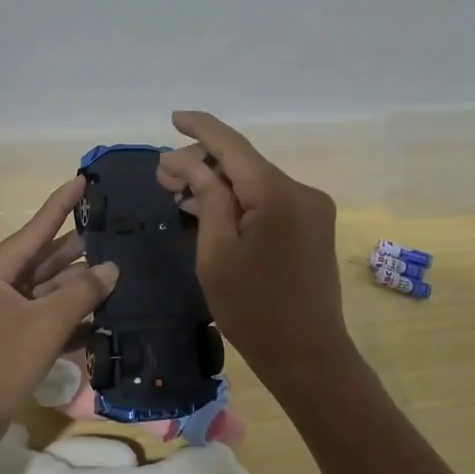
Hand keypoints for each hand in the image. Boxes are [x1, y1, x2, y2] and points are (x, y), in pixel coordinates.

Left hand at [0, 176, 117, 460]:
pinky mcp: (9, 339)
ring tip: (118, 270)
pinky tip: (101, 314)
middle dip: (79, 249)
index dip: (61, 203)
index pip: (37, 227)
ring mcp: (2, 313)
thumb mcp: (44, 325)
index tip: (84, 180)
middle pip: (44, 258)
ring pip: (47, 289)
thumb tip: (111, 268)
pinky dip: (68, 315)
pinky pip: (44, 316)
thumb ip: (81, 294)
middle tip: (115, 231)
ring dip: (78, 285)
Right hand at [155, 111, 353, 386]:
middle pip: (243, 163)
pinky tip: (209, 209)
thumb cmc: (254, 309)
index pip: (232, 146)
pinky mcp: (313, 228)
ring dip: (218, 184)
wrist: (309, 356)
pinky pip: (269, 202)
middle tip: (161, 178)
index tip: (174, 117)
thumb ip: (207, 198)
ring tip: (178, 193)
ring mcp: (311, 210)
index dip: (201, 128)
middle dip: (201, 164)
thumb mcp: (217, 253)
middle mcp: (301, 191)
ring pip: (255, 182)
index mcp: (277, 194)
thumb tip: (190, 163)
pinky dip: (239, 202)